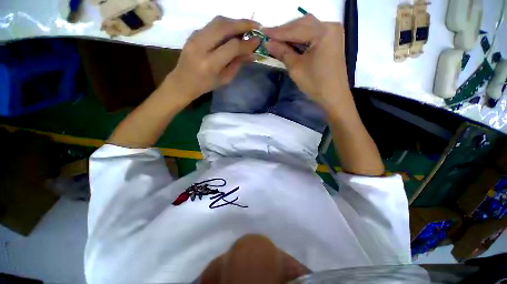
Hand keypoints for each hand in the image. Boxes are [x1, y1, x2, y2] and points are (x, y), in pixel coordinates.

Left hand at [165, 16, 260, 103]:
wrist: (183, 82)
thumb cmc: (206, 85)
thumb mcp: (225, 79)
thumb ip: (238, 64)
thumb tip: (252, 53)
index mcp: (210, 64)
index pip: (232, 47)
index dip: (247, 43)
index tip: (258, 41)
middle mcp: (201, 46)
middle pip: (224, 26)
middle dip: (242, 24)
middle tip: (255, 26)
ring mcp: (194, 37)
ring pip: (217, 21)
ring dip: (234, 22)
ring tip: (245, 28)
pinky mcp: (193, 33)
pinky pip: (212, 25)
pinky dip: (225, 25)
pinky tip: (232, 32)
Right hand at [262, 15, 347, 104]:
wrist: (333, 95)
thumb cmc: (315, 84)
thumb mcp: (296, 68)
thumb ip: (282, 52)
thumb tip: (267, 43)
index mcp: (323, 32)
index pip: (295, 29)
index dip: (277, 32)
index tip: (263, 33)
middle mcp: (330, 26)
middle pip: (302, 24)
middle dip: (284, 31)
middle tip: (269, 37)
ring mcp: (333, 32)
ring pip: (307, 27)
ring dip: (292, 33)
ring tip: (277, 40)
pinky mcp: (332, 39)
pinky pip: (313, 33)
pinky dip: (301, 37)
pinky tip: (291, 42)